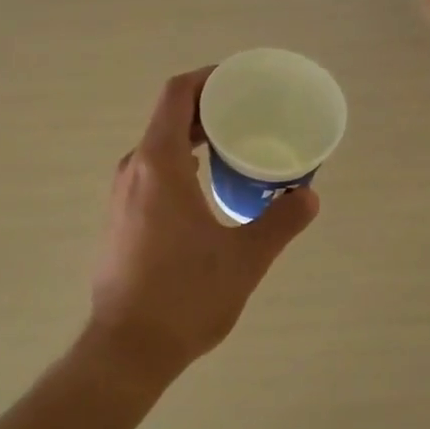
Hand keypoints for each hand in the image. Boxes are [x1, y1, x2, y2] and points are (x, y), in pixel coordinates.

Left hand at [86, 69, 319, 386]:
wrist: (126, 350)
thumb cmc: (185, 297)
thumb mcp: (244, 259)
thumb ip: (280, 222)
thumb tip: (308, 196)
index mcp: (159, 164)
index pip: (177, 95)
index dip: (207, 78)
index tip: (239, 81)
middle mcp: (134, 170)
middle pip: (169, 118)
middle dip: (208, 109)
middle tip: (250, 114)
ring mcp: (122, 195)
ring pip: (159, 147)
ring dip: (194, 138)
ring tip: (235, 147)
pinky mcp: (120, 219)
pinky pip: (151, 172)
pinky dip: (181, 164)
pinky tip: (208, 189)